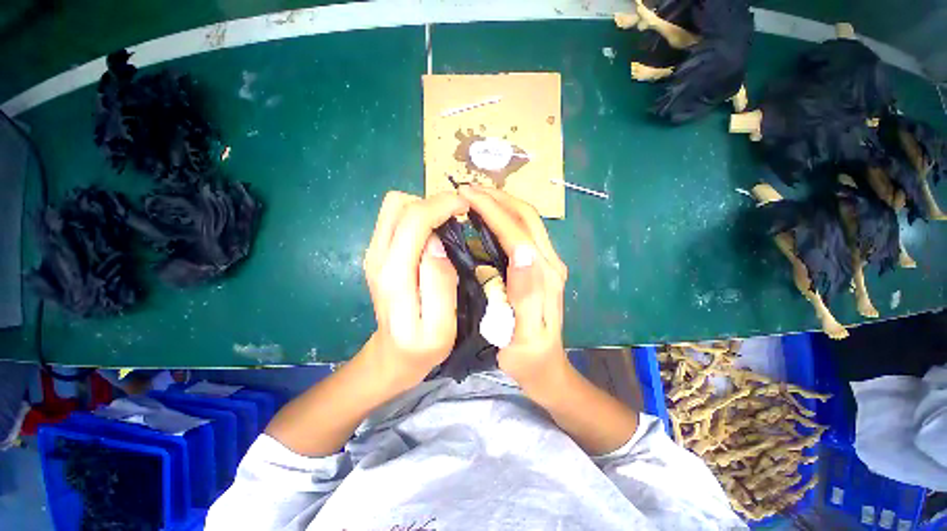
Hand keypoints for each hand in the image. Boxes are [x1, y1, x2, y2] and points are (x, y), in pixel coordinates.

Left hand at [362, 191, 468, 387]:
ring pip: (395, 207)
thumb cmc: (421, 347)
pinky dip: (417, 215)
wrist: (391, 356)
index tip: (466, 206)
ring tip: (448, 223)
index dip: (442, 205)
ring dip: (424, 208)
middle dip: (434, 202)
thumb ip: (439, 282)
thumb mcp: (440, 326)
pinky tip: (434, 232)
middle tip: (459, 215)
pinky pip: (394, 218)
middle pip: (400, 205)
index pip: (414, 219)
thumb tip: (437, 242)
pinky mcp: (378, 253)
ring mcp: (374, 253)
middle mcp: (377, 256)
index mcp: (395, 274)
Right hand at [458, 186, 568, 389]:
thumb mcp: (525, 334)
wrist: (547, 368)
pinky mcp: (541, 266)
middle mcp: (549, 263)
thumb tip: (523, 252)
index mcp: (544, 277)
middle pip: (526, 218)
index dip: (493, 211)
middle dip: (498, 198)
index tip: (466, 196)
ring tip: (475, 197)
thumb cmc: (528, 357)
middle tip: (468, 190)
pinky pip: (524, 231)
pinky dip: (505, 217)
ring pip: (527, 221)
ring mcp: (547, 263)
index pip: (518, 233)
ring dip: (502, 203)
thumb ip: (527, 293)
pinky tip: (487, 217)